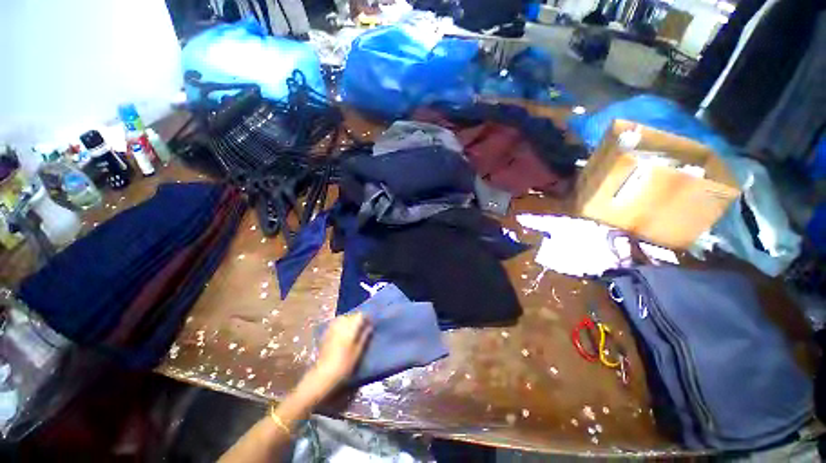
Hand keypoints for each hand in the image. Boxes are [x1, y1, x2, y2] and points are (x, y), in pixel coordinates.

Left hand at [311, 313, 371, 391]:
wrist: (323, 374)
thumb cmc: (344, 364)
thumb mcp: (358, 351)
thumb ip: (364, 336)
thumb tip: (370, 326)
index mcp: (350, 327)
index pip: (360, 315)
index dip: (366, 318)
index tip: (370, 323)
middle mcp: (341, 324)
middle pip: (352, 315)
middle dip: (357, 319)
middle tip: (363, 328)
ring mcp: (332, 327)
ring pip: (343, 318)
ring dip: (349, 321)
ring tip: (353, 330)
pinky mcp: (326, 333)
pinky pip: (336, 323)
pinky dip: (341, 326)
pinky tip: (343, 334)